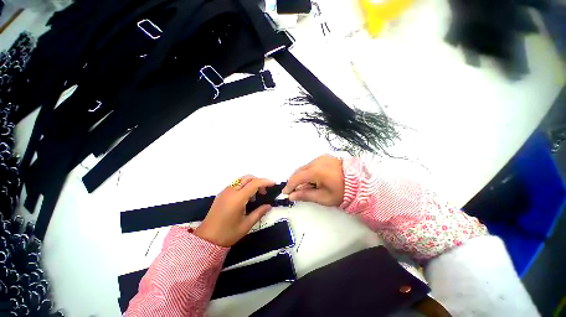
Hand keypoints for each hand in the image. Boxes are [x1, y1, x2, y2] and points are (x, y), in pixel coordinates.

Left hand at [195, 176, 274, 246]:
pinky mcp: (222, 194)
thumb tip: (269, 205)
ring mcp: (225, 191)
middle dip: (258, 181)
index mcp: (237, 198)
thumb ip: (259, 212)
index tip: (273, 184)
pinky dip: (244, 186)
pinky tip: (246, 198)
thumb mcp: (246, 224)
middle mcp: (231, 191)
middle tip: (264, 192)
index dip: (265, 182)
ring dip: (251, 183)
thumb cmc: (228, 233)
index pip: (254, 183)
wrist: (207, 239)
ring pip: (241, 180)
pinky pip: (235, 184)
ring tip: (255, 196)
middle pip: (248, 178)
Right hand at [282, 155, 344, 206]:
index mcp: (315, 171)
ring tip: (305, 186)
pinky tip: (312, 179)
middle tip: (294, 191)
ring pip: (304, 167)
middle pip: (299, 171)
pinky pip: (311, 165)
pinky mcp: (324, 157)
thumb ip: (305, 195)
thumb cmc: (342, 192)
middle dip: (294, 181)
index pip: (296, 178)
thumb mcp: (323, 197)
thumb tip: (291, 196)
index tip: (285, 193)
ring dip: (301, 176)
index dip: (289, 186)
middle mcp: (316, 161)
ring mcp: (320, 158)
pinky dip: (308, 172)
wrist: (360, 181)